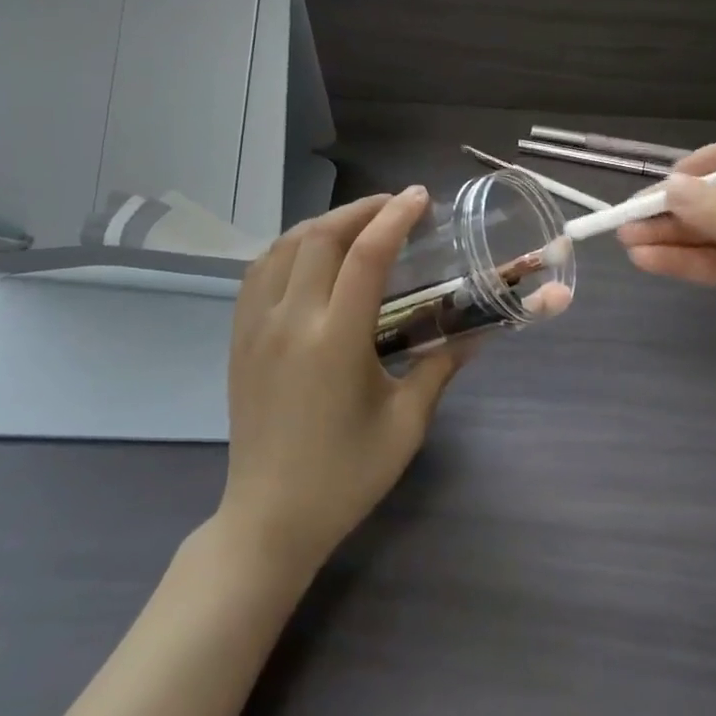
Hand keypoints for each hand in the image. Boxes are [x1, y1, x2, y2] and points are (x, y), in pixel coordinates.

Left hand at [219, 189, 467, 576]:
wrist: (269, 518)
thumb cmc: (345, 476)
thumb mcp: (405, 425)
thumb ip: (440, 369)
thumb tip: (477, 334)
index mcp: (335, 341)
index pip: (367, 256)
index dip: (395, 217)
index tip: (420, 197)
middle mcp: (290, 321)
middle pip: (322, 236)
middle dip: (362, 209)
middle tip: (395, 205)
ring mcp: (256, 326)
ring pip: (285, 245)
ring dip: (324, 223)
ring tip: (358, 223)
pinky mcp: (238, 337)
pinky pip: (259, 270)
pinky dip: (289, 246)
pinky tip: (310, 252)